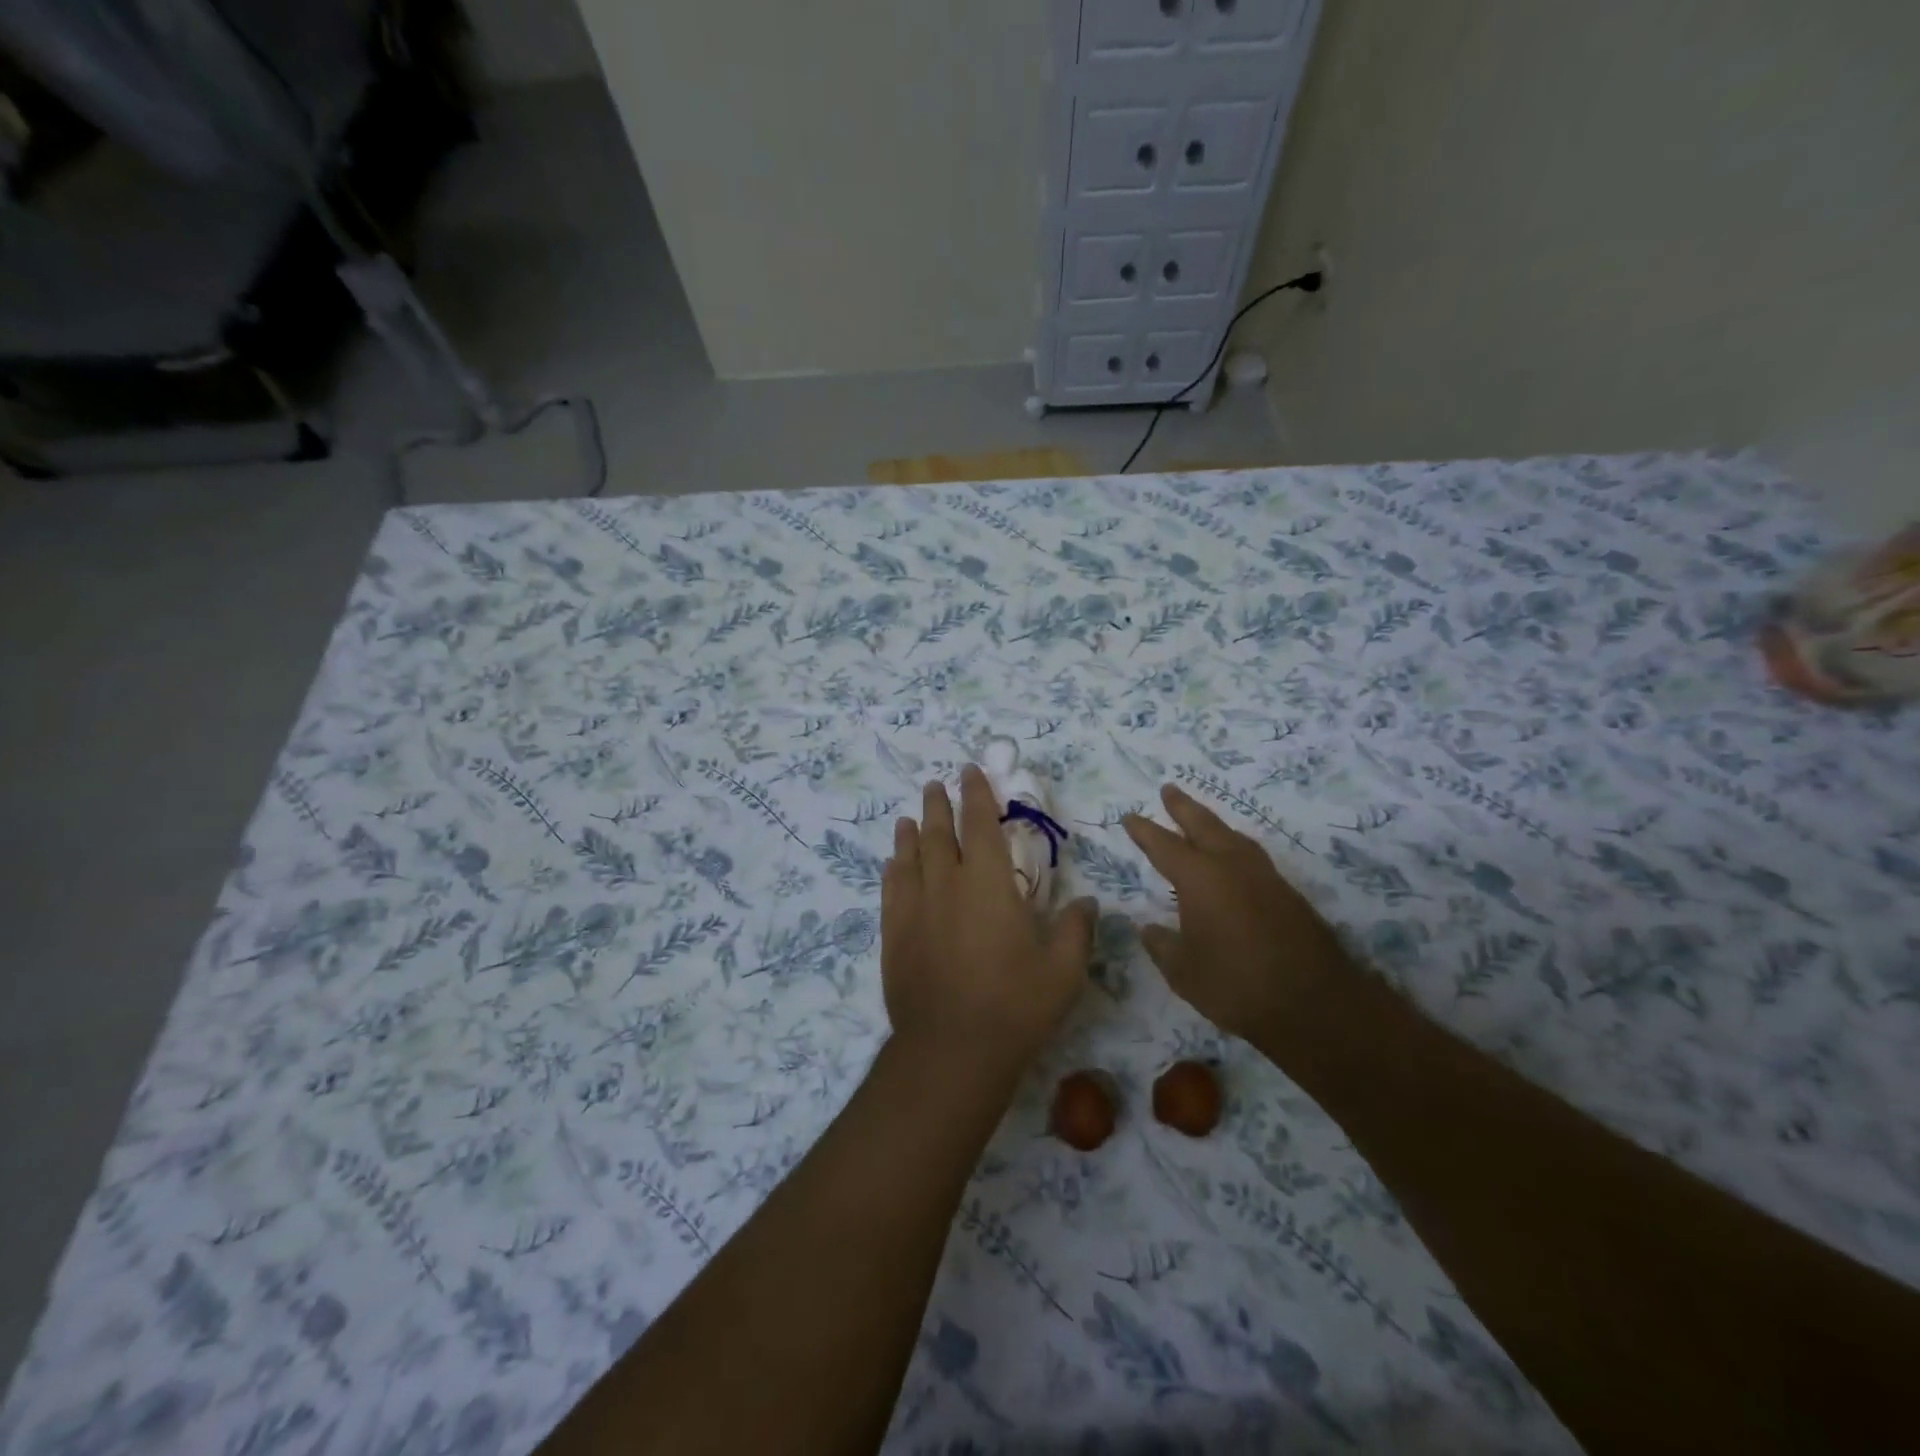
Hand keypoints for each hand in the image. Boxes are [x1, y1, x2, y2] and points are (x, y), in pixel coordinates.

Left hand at [882, 766, 1096, 1072]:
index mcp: (989, 884)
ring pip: (910, 857)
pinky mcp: (894, 935)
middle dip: (938, 805)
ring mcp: (915, 909)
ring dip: (911, 833)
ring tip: (908, 817)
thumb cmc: (1015, 1006)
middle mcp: (947, 885)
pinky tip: (893, 864)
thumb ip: (1077, 929)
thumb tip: (1086, 902)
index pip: (979, 824)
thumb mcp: (1064, 971)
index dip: (976, 794)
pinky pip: (891, 890)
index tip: (970, 771)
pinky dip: (893, 870)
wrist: (951, 1051)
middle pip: (938, 833)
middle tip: (936, 785)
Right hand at [1124, 783, 1352, 1042]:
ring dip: (1212, 823)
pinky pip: (1252, 856)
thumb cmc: (1236, 985)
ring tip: (1200, 819)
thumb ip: (1162, 946)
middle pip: (1203, 825)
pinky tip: (1233, 859)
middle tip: (1168, 789)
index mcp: (1200, 878)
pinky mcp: (1287, 893)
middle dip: (1182, 807)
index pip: (1164, 846)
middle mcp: (1232, 866)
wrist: (1314, 1003)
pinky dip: (1234, 846)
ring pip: (1233, 836)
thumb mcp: (1184, 972)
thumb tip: (1148, 928)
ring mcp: (1265, 876)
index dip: (1144, 831)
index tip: (1129, 817)